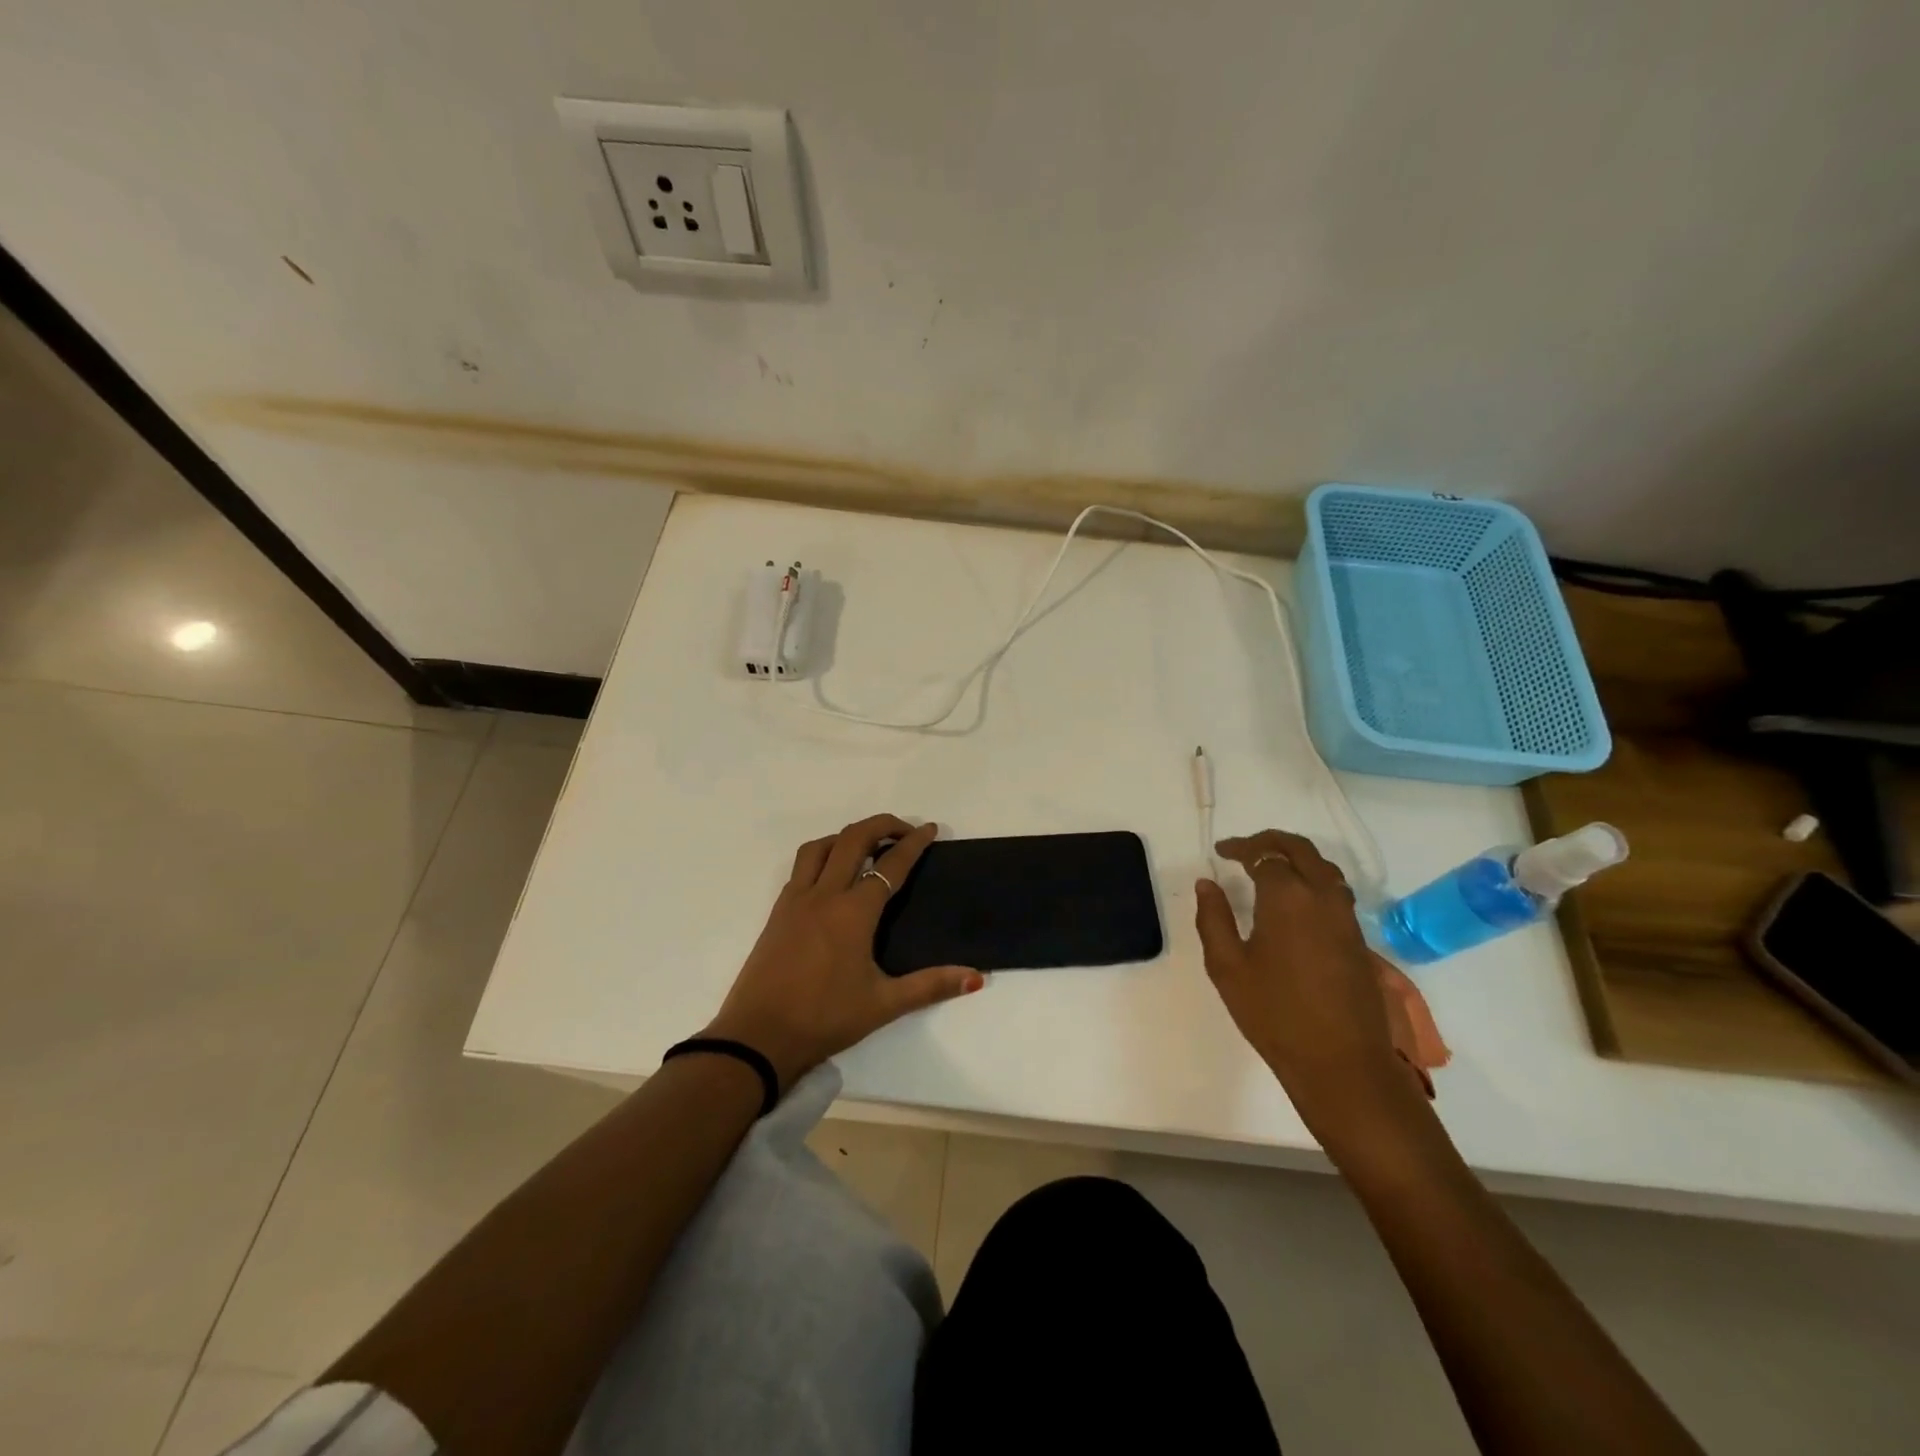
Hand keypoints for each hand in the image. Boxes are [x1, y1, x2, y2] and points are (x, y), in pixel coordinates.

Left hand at [704, 815, 984, 1090]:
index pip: (890, 865)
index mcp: (853, 912)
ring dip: (848, 836)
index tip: (930, 830)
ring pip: (821, 846)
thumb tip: (976, 978)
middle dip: (882, 825)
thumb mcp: (883, 1004)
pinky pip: (802, 866)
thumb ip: (931, 985)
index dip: (913, 844)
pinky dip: (824, 854)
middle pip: (853, 838)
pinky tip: (833, 876)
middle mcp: (824, 895)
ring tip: (868, 847)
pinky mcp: (778, 911)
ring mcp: (796, 900)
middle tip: (905, 831)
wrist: (758, 1037)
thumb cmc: (824, 1019)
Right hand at [1195, 830, 1427, 1150]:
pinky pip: (1335, 890)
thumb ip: (1213, 919)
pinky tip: (1295, 900)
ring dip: (1296, 857)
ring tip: (1269, 868)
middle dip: (1271, 841)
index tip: (1221, 853)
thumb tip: (1207, 884)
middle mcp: (1322, 897)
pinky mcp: (1358, 939)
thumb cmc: (1274, 1014)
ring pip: (1324, 867)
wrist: (1341, 1063)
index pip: (1265, 855)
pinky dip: (1312, 878)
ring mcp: (1346, 918)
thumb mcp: (1227, 967)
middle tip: (1244, 849)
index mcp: (1287, 898)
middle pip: (1300, 849)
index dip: (1241, 849)